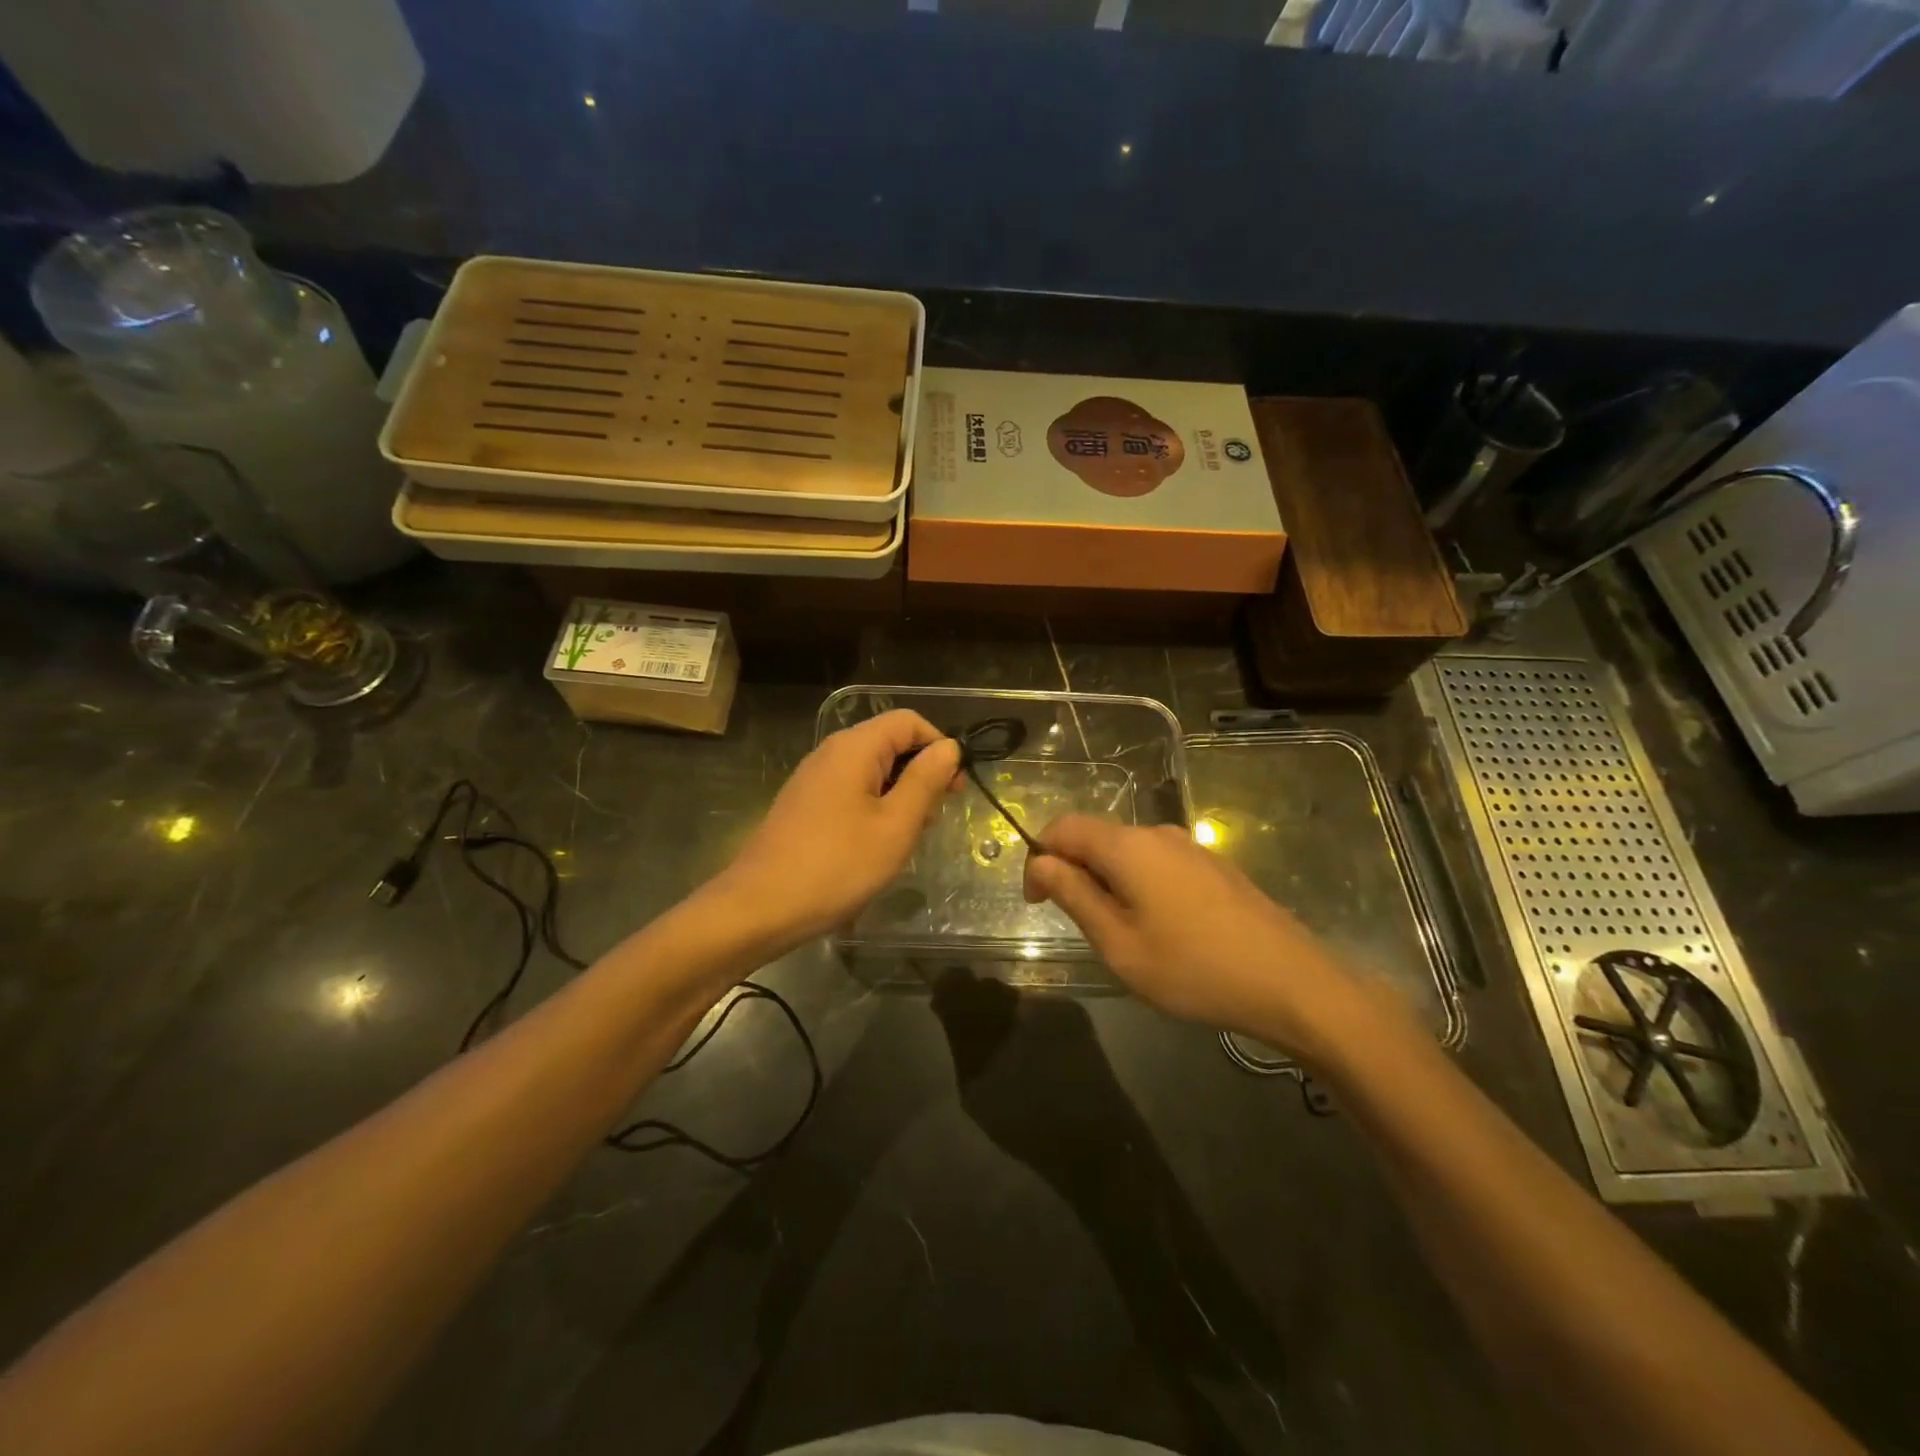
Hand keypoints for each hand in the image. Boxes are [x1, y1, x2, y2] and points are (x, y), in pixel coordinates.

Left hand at [714, 710, 960, 950]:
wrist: (759, 907)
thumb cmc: (837, 866)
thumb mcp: (895, 825)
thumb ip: (925, 781)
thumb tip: (949, 747)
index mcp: (855, 748)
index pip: (909, 721)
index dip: (938, 746)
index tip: (954, 788)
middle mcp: (831, 752)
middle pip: (890, 743)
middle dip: (920, 774)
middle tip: (933, 820)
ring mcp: (814, 779)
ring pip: (872, 771)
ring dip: (899, 797)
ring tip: (906, 840)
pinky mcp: (805, 805)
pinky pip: (851, 792)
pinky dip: (874, 809)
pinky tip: (876, 847)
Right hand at [1022, 814, 1361, 1058]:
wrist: (1292, 983)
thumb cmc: (1194, 969)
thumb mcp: (1119, 943)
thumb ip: (1074, 895)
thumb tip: (1040, 862)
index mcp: (1128, 846)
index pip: (1063, 827)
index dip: (1039, 857)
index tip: (1037, 903)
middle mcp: (1158, 833)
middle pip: (1097, 837)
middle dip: (1074, 872)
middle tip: (1081, 926)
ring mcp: (1192, 848)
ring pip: (1128, 852)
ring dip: (1108, 882)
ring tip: (1121, 935)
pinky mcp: (1215, 866)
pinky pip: (1159, 864)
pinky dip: (1139, 886)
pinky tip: (1162, 929)